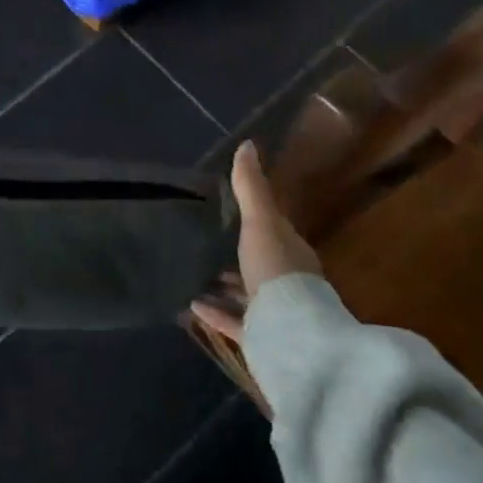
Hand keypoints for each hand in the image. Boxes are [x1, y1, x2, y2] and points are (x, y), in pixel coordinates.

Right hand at [191, 141, 320, 345]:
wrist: (292, 337)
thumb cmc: (278, 272)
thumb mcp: (261, 223)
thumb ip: (251, 188)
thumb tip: (247, 144)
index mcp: (290, 252)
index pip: (273, 230)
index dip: (254, 219)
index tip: (227, 209)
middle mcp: (285, 281)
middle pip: (258, 262)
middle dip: (235, 253)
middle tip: (204, 240)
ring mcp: (274, 312)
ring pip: (245, 294)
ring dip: (222, 284)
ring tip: (191, 271)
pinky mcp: (260, 338)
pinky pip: (233, 321)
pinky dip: (213, 312)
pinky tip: (190, 305)